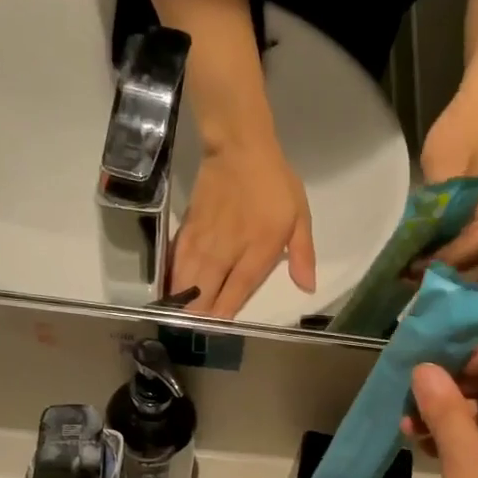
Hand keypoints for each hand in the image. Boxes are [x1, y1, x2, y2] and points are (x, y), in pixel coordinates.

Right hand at [171, 144, 315, 317]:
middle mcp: (228, 249)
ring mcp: (205, 238)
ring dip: (182, 299)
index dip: (225, 310)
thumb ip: (302, 254)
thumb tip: (308, 287)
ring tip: (175, 319)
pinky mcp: (189, 227)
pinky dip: (173, 275)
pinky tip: (169, 289)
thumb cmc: (275, 183)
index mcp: (259, 249)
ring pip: (188, 276)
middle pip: (207, 288)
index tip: (216, 328)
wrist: (240, 147)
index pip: (239, 288)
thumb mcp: (300, 216)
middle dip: (198, 312)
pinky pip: (177, 258)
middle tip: (193, 330)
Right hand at [405, 342, 477, 477]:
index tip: (420, 368)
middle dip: (449, 388)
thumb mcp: (464, 459)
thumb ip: (444, 408)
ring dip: (450, 416)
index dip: (460, 354)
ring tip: (408, 430)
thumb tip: (425, 368)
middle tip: (407, 402)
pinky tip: (429, 450)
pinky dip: (464, 439)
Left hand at [419, 91, 477, 282]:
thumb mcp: (442, 158)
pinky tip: (441, 269)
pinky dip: (467, 266)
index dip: (454, 257)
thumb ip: (438, 201)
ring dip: (461, 276)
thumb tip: (420, 242)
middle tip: (417, 282)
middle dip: (456, 276)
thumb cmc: (465, 126)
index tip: (421, 267)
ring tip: (426, 281)